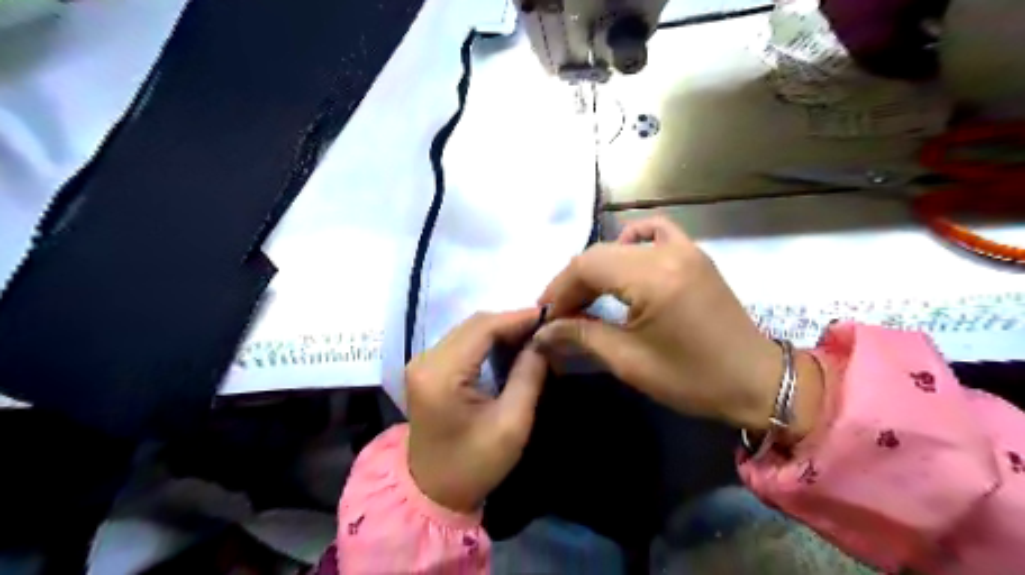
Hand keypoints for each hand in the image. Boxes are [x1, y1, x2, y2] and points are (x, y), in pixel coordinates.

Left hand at [405, 310, 548, 511]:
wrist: (433, 493)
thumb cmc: (474, 465)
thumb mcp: (511, 424)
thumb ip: (529, 376)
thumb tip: (543, 339)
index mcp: (441, 374)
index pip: (483, 328)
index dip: (518, 318)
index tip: (550, 315)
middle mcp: (425, 360)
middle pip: (474, 324)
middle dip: (511, 322)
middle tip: (545, 326)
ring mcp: (422, 362)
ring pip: (468, 329)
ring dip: (501, 329)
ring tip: (533, 335)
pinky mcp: (427, 368)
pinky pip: (462, 341)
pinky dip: (488, 340)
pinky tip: (510, 346)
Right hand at [534, 217, 821, 437]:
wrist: (757, 381)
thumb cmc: (692, 378)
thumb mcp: (629, 361)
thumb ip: (581, 336)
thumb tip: (542, 332)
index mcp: (653, 277)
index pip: (587, 266)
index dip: (559, 289)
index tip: (545, 315)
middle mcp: (668, 252)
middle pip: (600, 254)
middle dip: (573, 282)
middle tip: (559, 312)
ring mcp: (685, 248)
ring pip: (621, 245)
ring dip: (597, 268)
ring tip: (585, 296)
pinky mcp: (694, 255)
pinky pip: (655, 233)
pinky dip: (631, 244)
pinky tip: (623, 265)